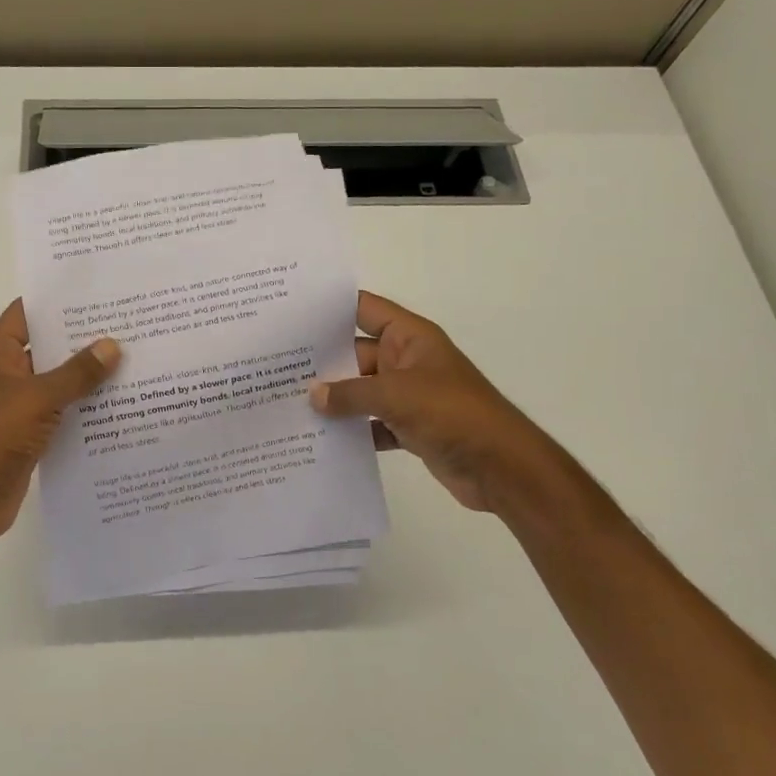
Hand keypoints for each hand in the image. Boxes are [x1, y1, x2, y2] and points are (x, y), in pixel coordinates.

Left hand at [0, 300, 120, 542]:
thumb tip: (112, 345)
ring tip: (135, 361)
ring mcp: (20, 406)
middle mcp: (9, 375)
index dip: (57, 300)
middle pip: (49, 347)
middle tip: (129, 325)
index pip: (27, 313)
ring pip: (60, 383)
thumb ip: (76, 372)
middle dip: (84, 339)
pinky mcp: (32, 435)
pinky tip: (122, 406)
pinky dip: (87, 410)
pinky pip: (64, 414)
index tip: (97, 291)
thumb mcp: (38, 397)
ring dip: (90, 377)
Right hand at [310, 290, 547, 512]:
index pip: (364, 309)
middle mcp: (407, 361)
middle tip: (275, 366)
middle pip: (355, 353)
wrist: (501, 467)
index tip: (291, 312)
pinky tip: (318, 438)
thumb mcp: (396, 395)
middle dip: (321, 362)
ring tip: (287, 403)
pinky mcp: (409, 428)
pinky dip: (351, 431)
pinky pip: (371, 424)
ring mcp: (408, 396)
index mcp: (410, 337)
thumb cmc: (452, 413)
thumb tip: (312, 395)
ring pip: (360, 391)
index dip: (330, 309)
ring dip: (333, 399)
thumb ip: (350, 393)